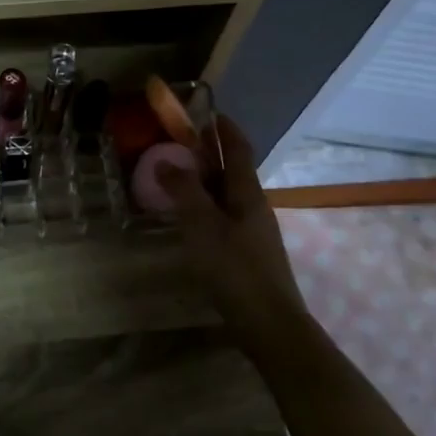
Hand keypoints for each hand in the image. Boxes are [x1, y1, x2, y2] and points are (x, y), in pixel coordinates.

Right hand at [155, 117, 305, 332]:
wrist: (270, 324)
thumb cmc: (235, 270)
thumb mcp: (203, 226)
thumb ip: (184, 192)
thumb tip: (165, 160)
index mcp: (248, 194)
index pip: (239, 150)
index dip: (225, 129)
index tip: (209, 111)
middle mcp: (254, 207)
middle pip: (233, 171)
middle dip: (210, 154)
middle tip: (181, 143)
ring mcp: (253, 232)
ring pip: (227, 196)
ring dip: (206, 182)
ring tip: (178, 179)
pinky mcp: (247, 254)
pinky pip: (224, 217)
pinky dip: (206, 207)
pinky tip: (190, 220)